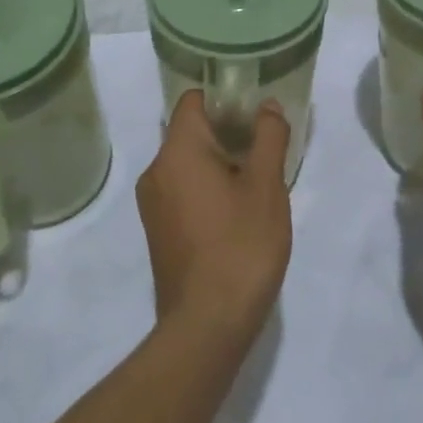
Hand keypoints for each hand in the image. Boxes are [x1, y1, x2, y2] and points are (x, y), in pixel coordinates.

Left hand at [137, 92, 291, 341]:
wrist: (207, 326)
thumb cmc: (240, 245)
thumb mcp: (267, 185)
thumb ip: (268, 137)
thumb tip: (266, 106)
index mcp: (178, 152)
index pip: (193, 100)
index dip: (225, 96)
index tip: (255, 107)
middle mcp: (156, 171)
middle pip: (191, 130)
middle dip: (228, 130)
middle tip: (265, 142)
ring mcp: (153, 204)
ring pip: (188, 161)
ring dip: (220, 160)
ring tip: (258, 176)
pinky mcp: (159, 230)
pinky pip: (183, 188)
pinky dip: (208, 185)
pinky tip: (238, 207)